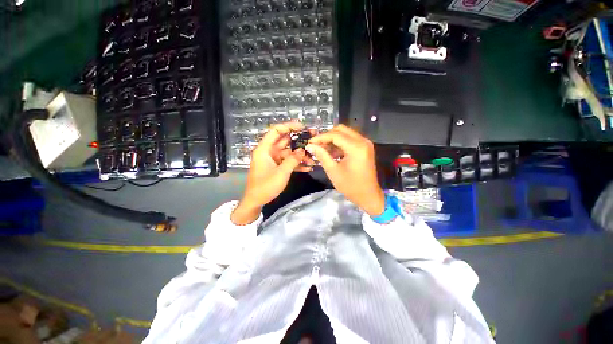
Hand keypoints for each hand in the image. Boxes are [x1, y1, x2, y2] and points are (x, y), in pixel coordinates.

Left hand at [231, 121, 312, 224]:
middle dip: (299, 141)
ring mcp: (273, 159)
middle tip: (312, 141)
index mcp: (265, 149)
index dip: (288, 126)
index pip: (276, 131)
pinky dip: (296, 164)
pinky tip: (308, 167)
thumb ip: (293, 160)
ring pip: (288, 153)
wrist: (256, 201)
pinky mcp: (277, 167)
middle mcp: (269, 152)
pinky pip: (288, 162)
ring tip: (312, 158)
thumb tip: (302, 150)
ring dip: (300, 155)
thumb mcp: (281, 173)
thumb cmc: (265, 186)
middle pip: (285, 141)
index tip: (302, 127)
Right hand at [306, 125, 384, 215]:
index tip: (309, 143)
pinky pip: (350, 140)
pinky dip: (339, 144)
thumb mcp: (333, 171)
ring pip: (345, 133)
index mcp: (356, 147)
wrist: (368, 196)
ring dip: (333, 139)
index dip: (321, 138)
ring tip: (322, 149)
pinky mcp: (364, 148)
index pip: (335, 135)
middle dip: (327, 136)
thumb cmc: (350, 186)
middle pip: (341, 130)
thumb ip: (322, 155)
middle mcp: (363, 141)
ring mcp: (365, 144)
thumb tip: (309, 146)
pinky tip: (331, 152)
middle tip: (316, 145)